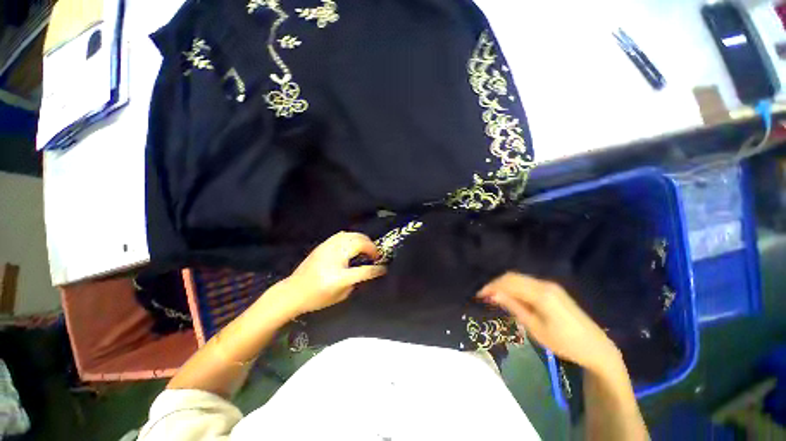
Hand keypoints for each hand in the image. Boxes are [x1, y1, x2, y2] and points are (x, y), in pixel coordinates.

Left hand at [272, 232, 386, 317]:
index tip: (384, 268)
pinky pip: (342, 234)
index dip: (376, 269)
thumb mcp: (340, 295)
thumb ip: (356, 281)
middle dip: (371, 247)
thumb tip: (366, 270)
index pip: (363, 270)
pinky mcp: (323, 245)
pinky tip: (354, 242)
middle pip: (359, 244)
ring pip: (351, 236)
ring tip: (367, 247)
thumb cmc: (316, 298)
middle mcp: (334, 258)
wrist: (292, 292)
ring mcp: (328, 249)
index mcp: (338, 277)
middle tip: (376, 255)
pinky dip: (352, 236)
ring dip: (363, 240)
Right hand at [478, 272, 620, 373]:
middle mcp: (544, 284)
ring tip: (494, 297)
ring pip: (520, 278)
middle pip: (513, 277)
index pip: (509, 283)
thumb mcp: (535, 328)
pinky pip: (528, 283)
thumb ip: (514, 307)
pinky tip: (510, 296)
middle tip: (485, 296)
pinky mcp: (553, 289)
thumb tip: (493, 294)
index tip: (479, 295)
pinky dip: (515, 287)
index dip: (492, 287)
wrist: (596, 347)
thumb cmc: (564, 343)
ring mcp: (550, 285)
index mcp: (541, 294)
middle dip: (496, 284)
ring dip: (505, 285)